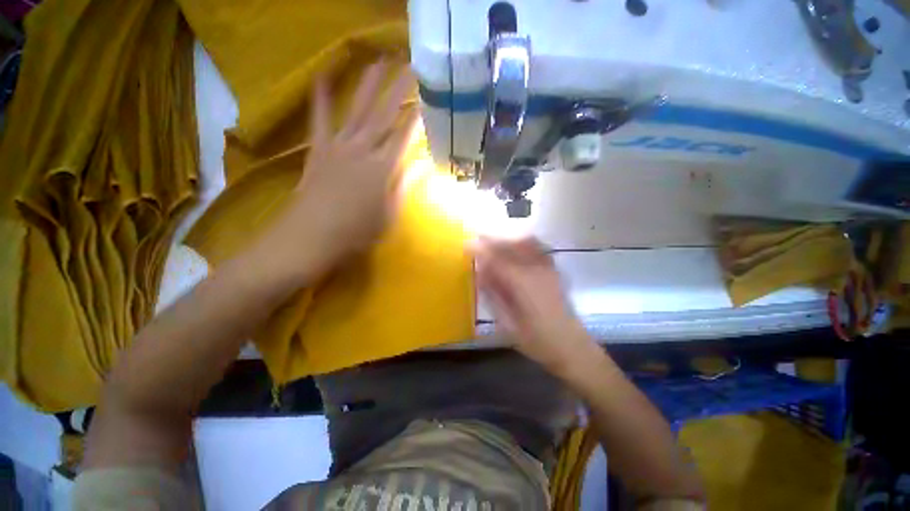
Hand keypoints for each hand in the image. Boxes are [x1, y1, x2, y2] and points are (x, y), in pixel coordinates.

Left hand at [257, 60, 417, 281]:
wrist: (311, 237)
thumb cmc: (357, 232)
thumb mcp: (389, 213)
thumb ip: (405, 185)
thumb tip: (423, 165)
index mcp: (383, 168)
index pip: (404, 136)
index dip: (416, 115)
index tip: (426, 96)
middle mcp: (362, 150)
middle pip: (383, 114)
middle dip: (397, 88)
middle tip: (408, 64)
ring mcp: (338, 146)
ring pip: (356, 110)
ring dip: (368, 84)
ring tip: (378, 61)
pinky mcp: (319, 150)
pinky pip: (320, 119)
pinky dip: (321, 98)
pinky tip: (323, 76)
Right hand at [474, 237, 599, 376]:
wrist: (571, 346)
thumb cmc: (536, 340)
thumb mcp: (507, 323)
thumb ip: (493, 296)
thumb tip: (480, 274)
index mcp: (522, 283)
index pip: (496, 259)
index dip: (480, 250)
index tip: (466, 246)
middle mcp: (535, 270)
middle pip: (510, 246)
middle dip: (491, 240)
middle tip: (476, 240)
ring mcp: (547, 268)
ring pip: (524, 243)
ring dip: (507, 240)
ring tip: (492, 243)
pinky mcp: (554, 271)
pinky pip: (538, 248)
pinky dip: (524, 242)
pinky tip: (516, 246)